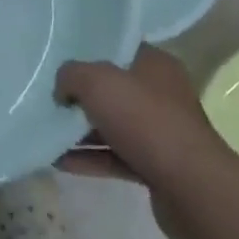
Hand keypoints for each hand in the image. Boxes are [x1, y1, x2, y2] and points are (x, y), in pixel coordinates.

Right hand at [55, 45, 232, 238]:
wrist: (192, 189)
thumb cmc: (145, 120)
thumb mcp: (97, 82)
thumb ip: (71, 75)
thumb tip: (62, 89)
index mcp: (155, 64)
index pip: (119, 49)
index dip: (89, 52)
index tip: (59, 59)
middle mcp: (161, 94)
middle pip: (114, 88)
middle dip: (81, 94)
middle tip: (49, 96)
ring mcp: (160, 133)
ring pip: (113, 125)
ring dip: (81, 130)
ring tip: (45, 129)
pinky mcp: (156, 167)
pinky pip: (115, 156)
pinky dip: (89, 158)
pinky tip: (58, 160)